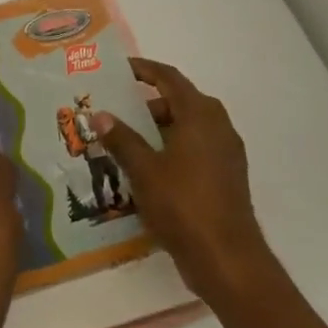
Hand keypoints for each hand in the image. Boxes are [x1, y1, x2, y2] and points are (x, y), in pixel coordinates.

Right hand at [92, 59, 269, 305]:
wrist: (227, 259)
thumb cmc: (183, 205)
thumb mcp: (143, 169)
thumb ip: (121, 139)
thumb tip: (100, 115)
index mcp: (200, 116)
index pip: (169, 78)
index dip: (144, 70)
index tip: (118, 69)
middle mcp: (218, 127)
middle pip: (179, 102)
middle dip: (146, 103)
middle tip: (114, 110)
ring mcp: (226, 153)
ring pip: (187, 127)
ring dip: (158, 128)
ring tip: (124, 140)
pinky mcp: (226, 176)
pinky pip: (194, 149)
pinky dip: (171, 148)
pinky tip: (146, 168)